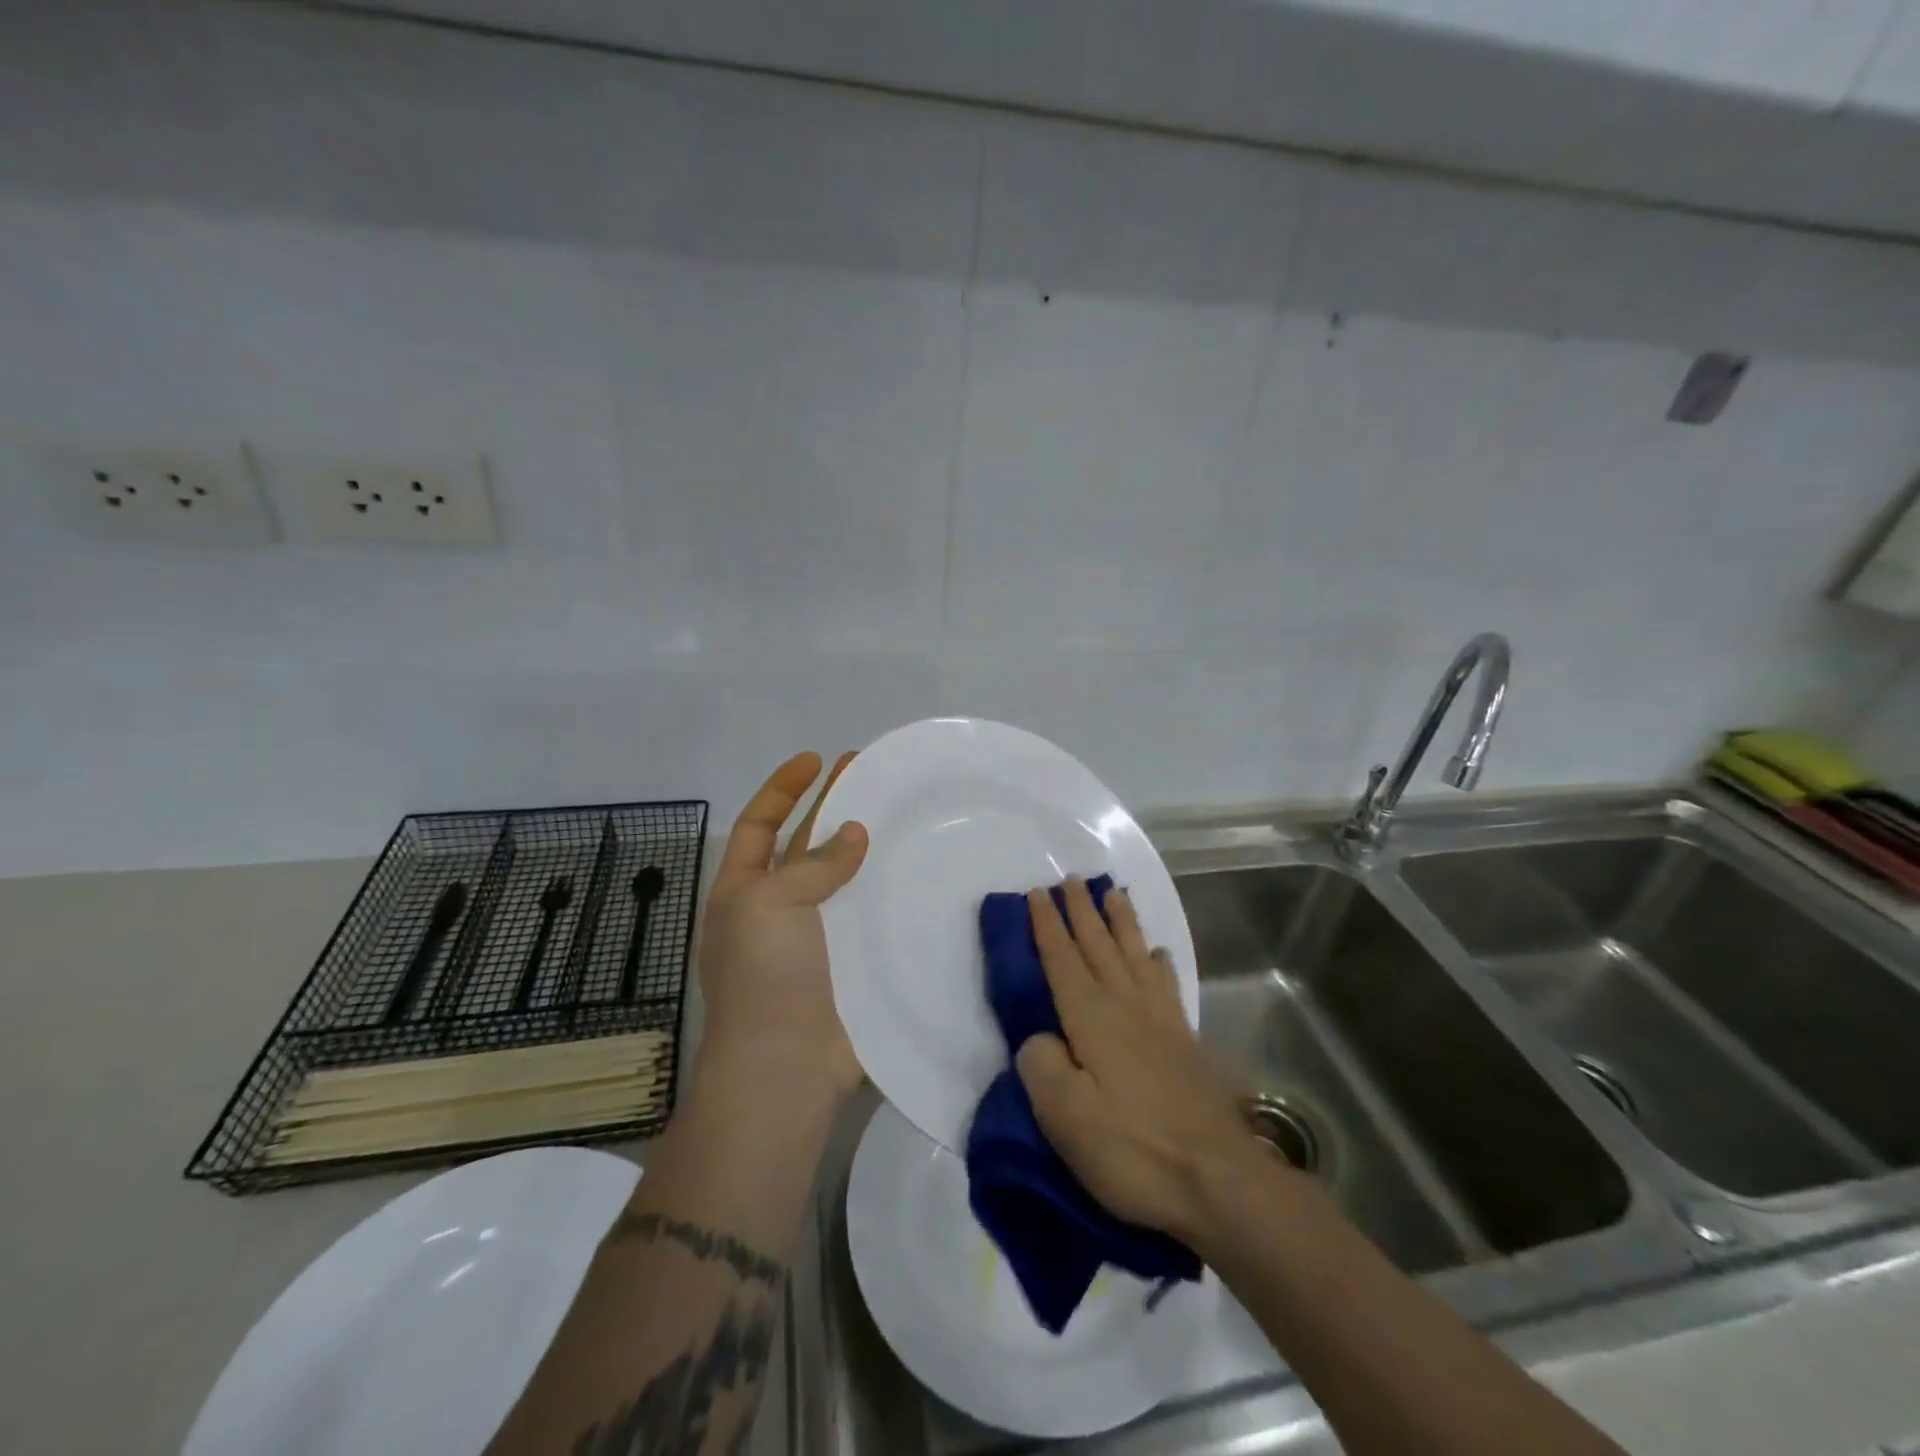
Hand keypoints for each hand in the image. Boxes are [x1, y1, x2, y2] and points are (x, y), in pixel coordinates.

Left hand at [692, 752, 867, 1108]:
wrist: (786, 1066)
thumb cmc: (764, 975)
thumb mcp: (769, 903)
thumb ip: (813, 864)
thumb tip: (854, 834)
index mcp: (744, 891)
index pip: (759, 825)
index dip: (784, 790)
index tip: (816, 760)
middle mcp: (778, 909)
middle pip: (806, 845)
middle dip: (832, 807)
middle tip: (869, 773)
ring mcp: (817, 937)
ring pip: (844, 878)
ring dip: (867, 848)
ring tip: (901, 813)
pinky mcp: (852, 963)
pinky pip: (871, 917)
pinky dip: (890, 893)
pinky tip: (919, 872)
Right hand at [1016, 877, 1266, 1247]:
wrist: (1217, 1180)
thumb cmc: (1133, 1150)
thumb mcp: (1067, 1117)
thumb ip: (1041, 1067)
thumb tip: (1038, 1039)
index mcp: (1091, 1018)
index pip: (1061, 959)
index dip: (1047, 925)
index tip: (1037, 892)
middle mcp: (1126, 1006)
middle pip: (1099, 945)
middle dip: (1082, 911)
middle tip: (1072, 879)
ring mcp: (1160, 1021)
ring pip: (1135, 955)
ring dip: (1121, 923)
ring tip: (1114, 894)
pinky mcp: (1184, 1041)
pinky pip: (1166, 984)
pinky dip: (1159, 962)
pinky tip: (1159, 954)